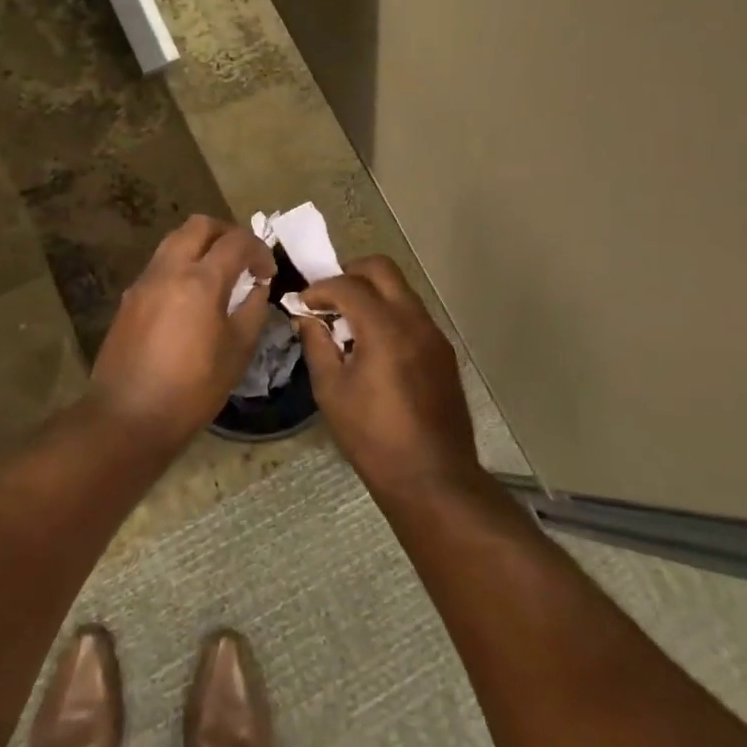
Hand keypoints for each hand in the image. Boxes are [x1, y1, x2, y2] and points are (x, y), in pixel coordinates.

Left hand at [90, 215, 275, 444]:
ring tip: (219, 275)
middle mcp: (169, 270)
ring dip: (201, 246)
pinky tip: (192, 297)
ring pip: (175, 240)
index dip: (259, 250)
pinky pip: (160, 264)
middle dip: (227, 233)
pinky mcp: (129, 297)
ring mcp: (144, 281)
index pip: (236, 241)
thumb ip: (253, 310)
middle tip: (243, 259)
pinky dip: (181, 265)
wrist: (128, 417)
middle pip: (199, 225)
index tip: (268, 272)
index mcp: (201, 281)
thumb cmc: (192, 389)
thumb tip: (257, 288)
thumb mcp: (237, 352)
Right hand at [295, 257, 480, 494]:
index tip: (304, 303)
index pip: (349, 285)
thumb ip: (317, 345)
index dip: (321, 288)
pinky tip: (374, 345)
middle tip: (329, 298)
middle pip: (382, 269)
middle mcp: (414, 321)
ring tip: (349, 323)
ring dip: (372, 293)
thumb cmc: (373, 438)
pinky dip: (389, 313)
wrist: (432, 477)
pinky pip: (413, 314)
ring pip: (401, 289)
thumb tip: (307, 318)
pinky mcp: (443, 351)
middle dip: (351, 273)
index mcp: (385, 329)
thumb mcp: (331, 391)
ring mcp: (434, 334)